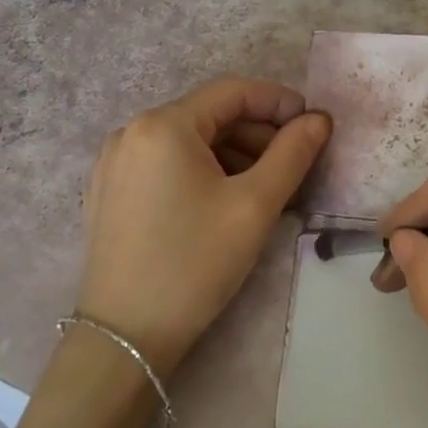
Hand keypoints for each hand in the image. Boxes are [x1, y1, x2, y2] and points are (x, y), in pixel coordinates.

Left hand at [78, 77, 331, 376]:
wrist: (125, 336)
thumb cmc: (195, 263)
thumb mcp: (254, 206)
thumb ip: (292, 153)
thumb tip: (318, 119)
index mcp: (163, 124)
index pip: (232, 92)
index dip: (278, 102)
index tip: (313, 124)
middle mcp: (131, 131)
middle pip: (208, 116)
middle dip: (257, 134)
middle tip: (294, 165)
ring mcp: (114, 162)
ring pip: (187, 141)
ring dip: (232, 155)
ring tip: (265, 188)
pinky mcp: (108, 191)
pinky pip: (164, 164)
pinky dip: (201, 170)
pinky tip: (223, 201)